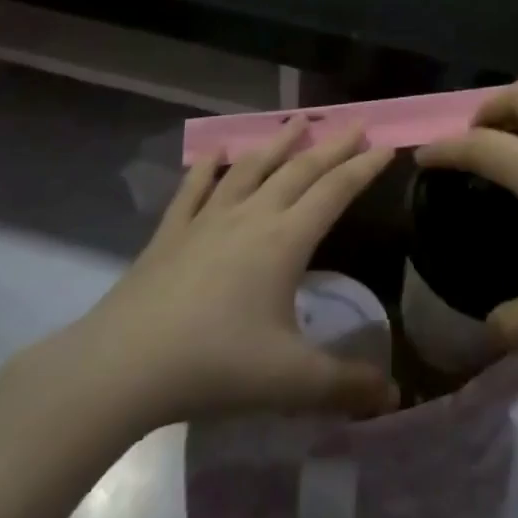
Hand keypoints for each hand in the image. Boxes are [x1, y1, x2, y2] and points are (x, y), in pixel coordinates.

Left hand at [48, 121, 397, 433]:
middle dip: (333, 145)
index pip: (336, 191)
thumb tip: (394, 396)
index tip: (386, 145)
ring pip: (251, 168)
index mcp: (286, 240)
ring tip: (297, 120)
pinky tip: (213, 153)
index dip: (364, 167)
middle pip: (300, 169)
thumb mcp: (289, 382)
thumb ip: (345, 386)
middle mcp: (252, 216)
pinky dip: (206, 168)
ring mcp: (208, 220)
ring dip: (278, 142)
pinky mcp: (171, 233)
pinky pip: (193, 190)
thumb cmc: (214, 365)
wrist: (122, 366)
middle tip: (356, 122)